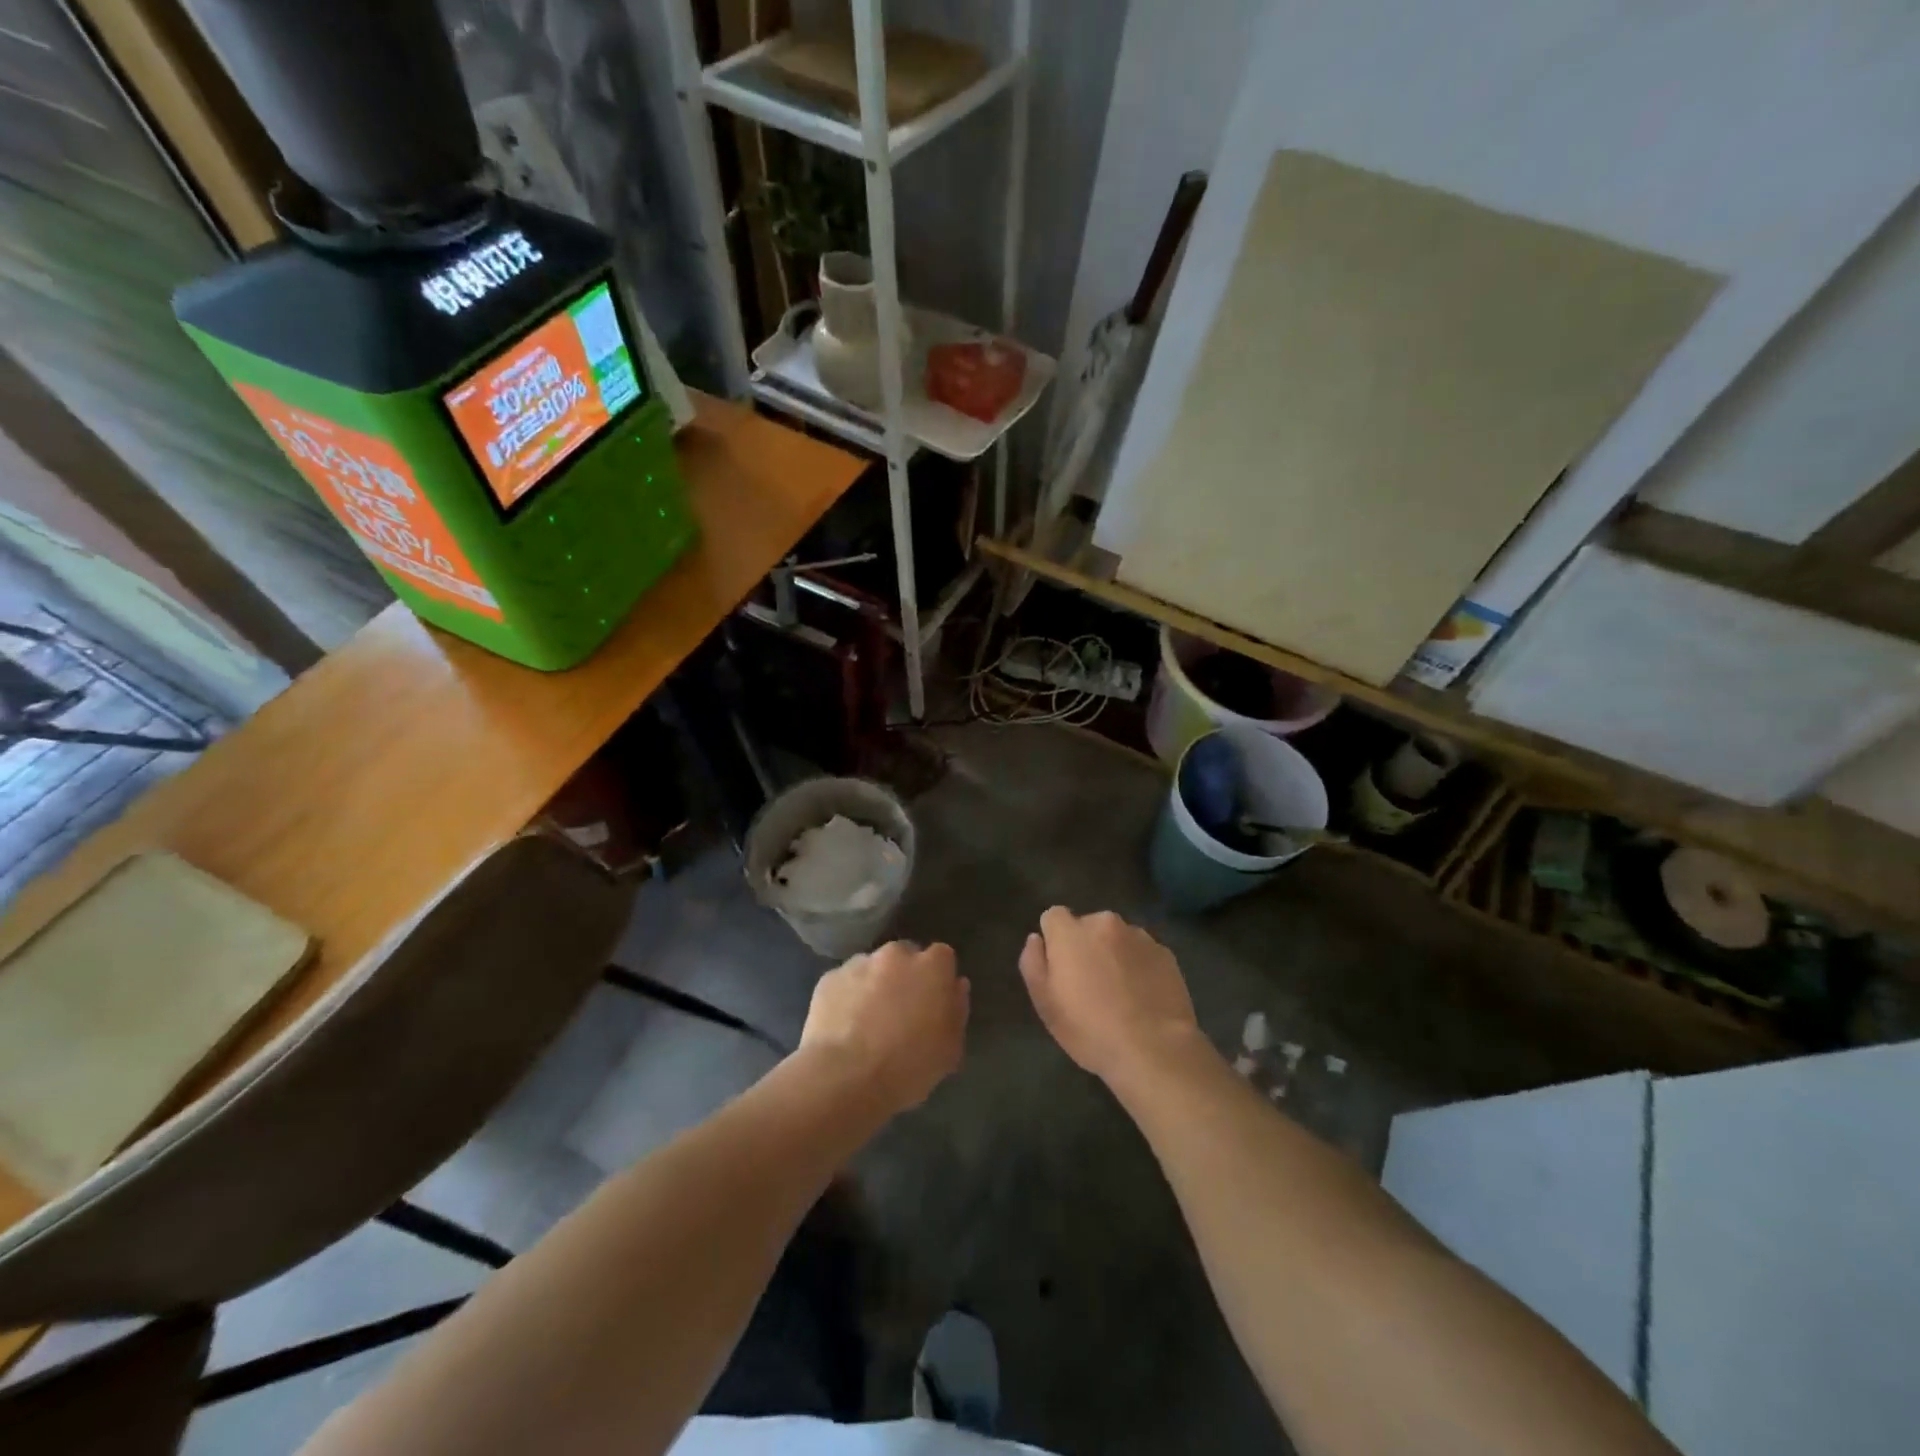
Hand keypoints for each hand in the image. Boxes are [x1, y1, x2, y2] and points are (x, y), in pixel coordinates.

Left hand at [799, 940, 968, 1115]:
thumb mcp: (950, 1049)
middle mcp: (895, 954)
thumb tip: (956, 985)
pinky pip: (845, 983)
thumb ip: (957, 1010)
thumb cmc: (908, 1066)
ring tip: (867, 1023)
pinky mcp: (828, 978)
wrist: (844, 1078)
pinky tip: (844, 1027)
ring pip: (872, 968)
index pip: (942, 957)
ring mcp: (859, 963)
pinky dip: (847, 997)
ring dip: (874, 985)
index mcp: (932, 966)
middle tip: (900, 1012)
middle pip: (905, 957)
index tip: (933, 1003)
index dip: (938, 978)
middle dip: (905, 977)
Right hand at [1020, 907, 1200, 1083]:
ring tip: (1121, 993)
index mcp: (1071, 932)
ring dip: (1114, 954)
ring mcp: (1139, 936)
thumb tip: (1036, 939)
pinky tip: (1143, 997)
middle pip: (1088, 926)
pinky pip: (1143, 953)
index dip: (1054, 939)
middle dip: (1086, 946)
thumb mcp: (1045, 1004)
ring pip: (1117, 938)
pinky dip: (1139, 966)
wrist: (1154, 1050)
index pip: (1053, 916)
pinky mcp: (1165, 953)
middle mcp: (1105, 922)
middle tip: (1091, 984)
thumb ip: (1033, 963)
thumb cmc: (1090, 1030)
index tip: (1061, 967)